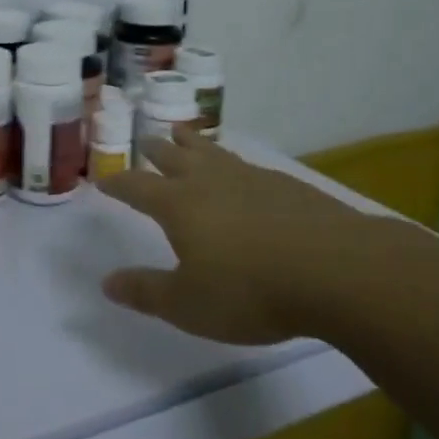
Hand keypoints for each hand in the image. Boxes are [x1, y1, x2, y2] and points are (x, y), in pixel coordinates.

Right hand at [96, 128, 373, 344]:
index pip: (137, 187)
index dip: (118, 183)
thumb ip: (146, 292)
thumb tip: (107, 282)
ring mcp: (249, 178)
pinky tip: (240, 169)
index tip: (103, 180)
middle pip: (174, 157)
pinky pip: (244, 163)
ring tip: (183, 133)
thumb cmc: (250, 291)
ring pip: (211, 151)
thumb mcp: (188, 305)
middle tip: (146, 142)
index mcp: (178, 205)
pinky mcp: (284, 184)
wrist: (335, 269)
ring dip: (192, 142)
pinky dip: (229, 160)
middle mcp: (209, 181)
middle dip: (155, 151)